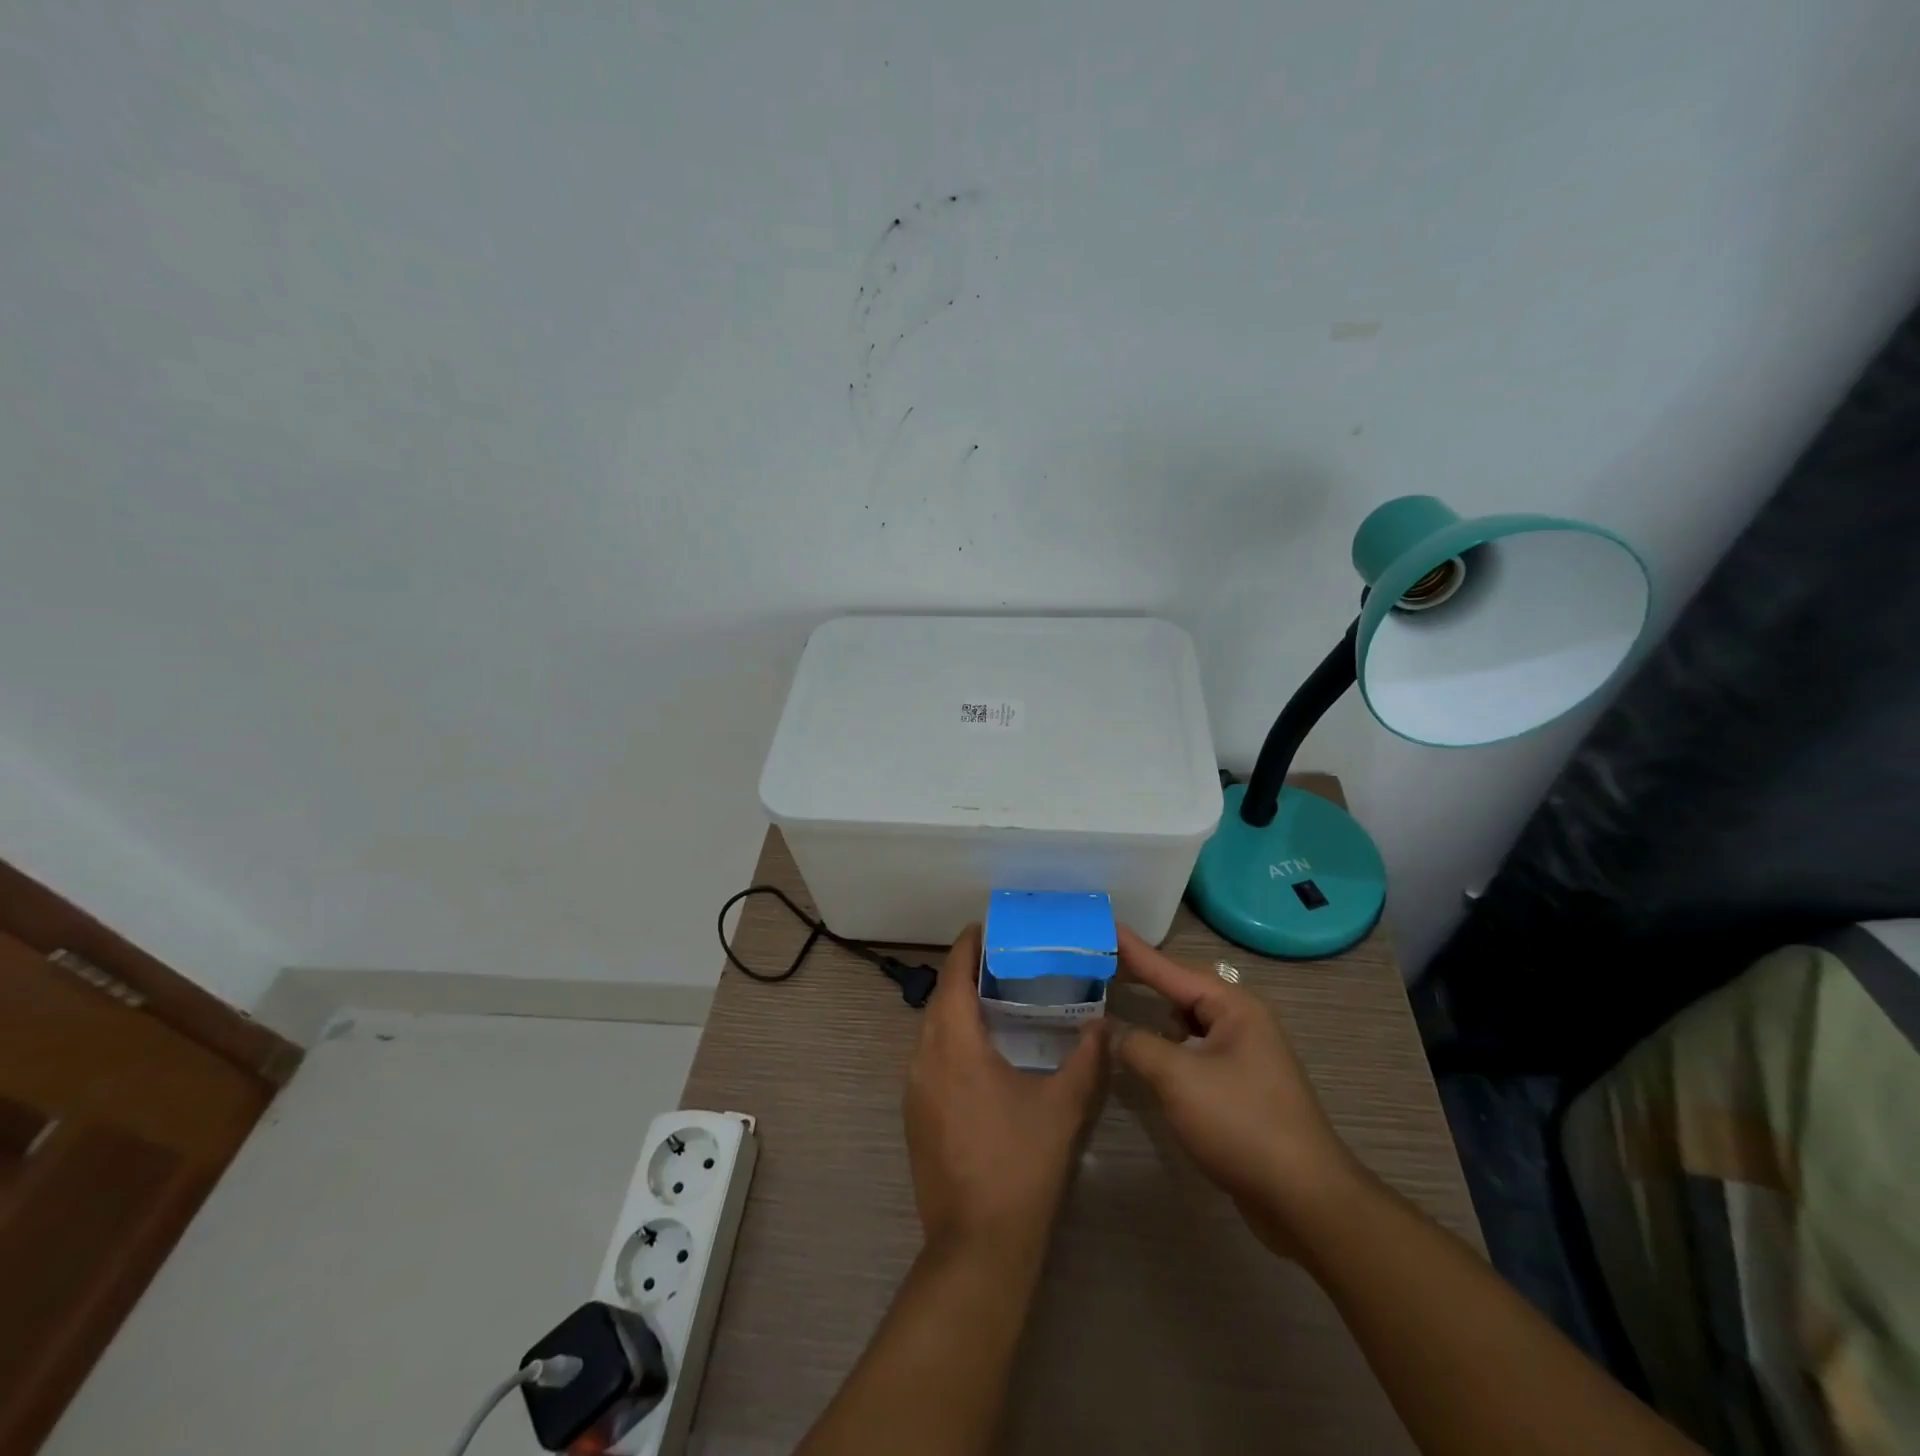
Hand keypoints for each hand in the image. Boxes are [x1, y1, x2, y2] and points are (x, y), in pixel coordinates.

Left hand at [904, 924, 1104, 1261]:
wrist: (976, 1244)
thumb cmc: (1021, 1164)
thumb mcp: (1063, 1106)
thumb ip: (1086, 1058)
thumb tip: (1101, 1025)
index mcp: (955, 1044)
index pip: (953, 976)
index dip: (966, 947)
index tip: (986, 928)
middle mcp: (924, 1057)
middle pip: (939, 999)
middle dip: (963, 974)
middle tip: (1001, 962)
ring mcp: (913, 1088)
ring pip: (931, 1029)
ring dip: (955, 1008)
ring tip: (992, 1000)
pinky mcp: (913, 1115)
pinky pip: (928, 1057)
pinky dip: (949, 1039)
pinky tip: (979, 1054)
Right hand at [1108, 926, 1363, 1254]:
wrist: (1304, 1200)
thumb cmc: (1240, 1123)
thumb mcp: (1177, 1078)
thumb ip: (1135, 1045)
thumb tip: (1106, 1028)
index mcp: (1233, 1007)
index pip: (1170, 969)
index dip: (1133, 950)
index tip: (1104, 924)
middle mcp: (1241, 1022)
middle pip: (1180, 991)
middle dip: (1141, 979)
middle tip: (1098, 962)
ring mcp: (1244, 1056)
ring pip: (1187, 1024)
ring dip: (1153, 1017)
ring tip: (1113, 1004)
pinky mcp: (1240, 1088)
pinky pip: (1193, 1053)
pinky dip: (1166, 1049)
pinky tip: (1145, 1055)